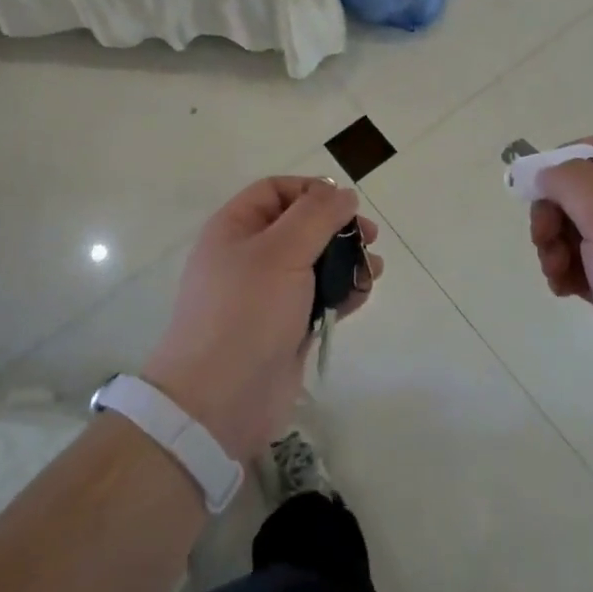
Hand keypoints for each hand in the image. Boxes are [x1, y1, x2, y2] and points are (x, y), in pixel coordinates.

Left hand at [143, 176, 382, 460]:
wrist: (220, 400)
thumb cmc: (246, 313)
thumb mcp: (281, 251)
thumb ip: (317, 215)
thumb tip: (343, 193)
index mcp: (235, 228)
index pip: (276, 190)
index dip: (312, 191)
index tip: (346, 206)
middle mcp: (249, 255)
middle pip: (301, 225)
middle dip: (337, 227)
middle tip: (369, 238)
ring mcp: (268, 294)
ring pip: (315, 262)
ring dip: (346, 260)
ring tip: (372, 270)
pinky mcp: (286, 326)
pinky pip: (319, 297)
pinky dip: (342, 292)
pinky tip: (361, 295)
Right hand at [529, 135, 592, 426]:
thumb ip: (572, 183)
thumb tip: (546, 174)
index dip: (568, 159)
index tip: (539, 186)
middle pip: (583, 192)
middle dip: (554, 212)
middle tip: (542, 238)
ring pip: (577, 229)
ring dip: (554, 244)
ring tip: (553, 271)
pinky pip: (582, 263)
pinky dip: (565, 270)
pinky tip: (563, 289)